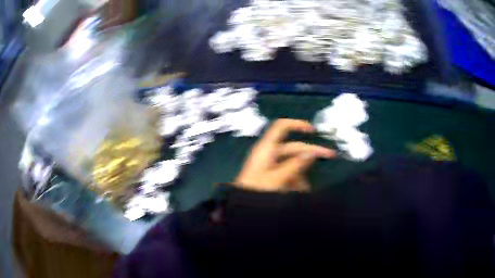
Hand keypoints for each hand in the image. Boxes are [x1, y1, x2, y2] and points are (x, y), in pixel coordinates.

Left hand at [234, 119, 335, 192]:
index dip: (297, 124)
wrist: (241, 210)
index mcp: (267, 149)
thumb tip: (312, 151)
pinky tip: (299, 192)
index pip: (281, 127)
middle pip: (294, 147)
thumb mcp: (278, 178)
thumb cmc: (257, 191)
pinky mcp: (272, 177)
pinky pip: (288, 174)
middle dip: (311, 152)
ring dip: (302, 175)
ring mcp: (271, 166)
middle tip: (331, 155)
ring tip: (305, 190)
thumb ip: (296, 165)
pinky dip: (295, 181)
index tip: (313, 130)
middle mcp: (269, 154)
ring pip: (293, 164)